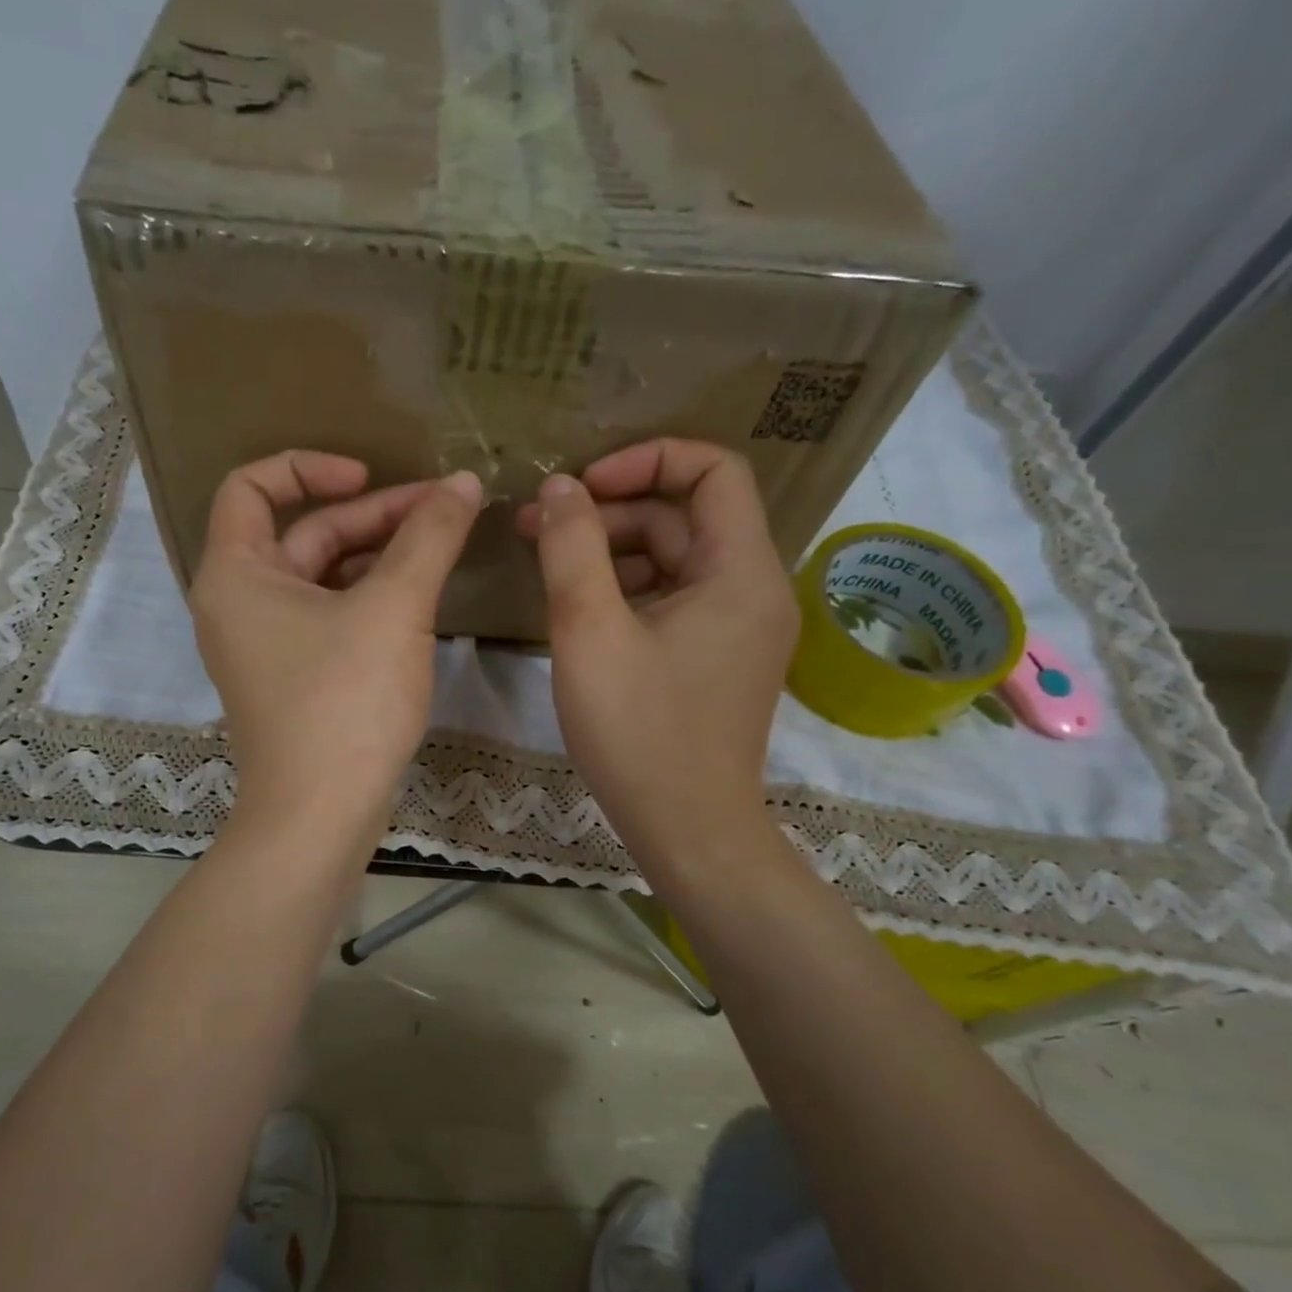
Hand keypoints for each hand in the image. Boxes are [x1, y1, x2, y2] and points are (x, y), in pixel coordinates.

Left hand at [190, 451, 482, 829]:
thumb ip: (429, 537)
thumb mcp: (394, 609)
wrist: (320, 816)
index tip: (369, 476)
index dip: (310, 466)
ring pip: (322, 577)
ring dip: (378, 555)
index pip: (253, 485)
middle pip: (303, 532)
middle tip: (443, 508)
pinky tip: (420, 596)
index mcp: (236, 573)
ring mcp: (266, 645)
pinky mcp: (294, 678)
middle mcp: (239, 603)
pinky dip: (369, 597)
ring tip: (441, 544)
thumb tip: (463, 483)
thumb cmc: (345, 703)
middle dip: (373, 515)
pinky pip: (329, 616)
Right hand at [517, 439, 798, 879]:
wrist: (687, 831)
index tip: (581, 487)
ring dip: (613, 552)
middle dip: (610, 512)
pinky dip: (628, 591)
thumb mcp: (590, 631)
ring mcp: (739, 628)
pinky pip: (675, 599)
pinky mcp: (719, 658)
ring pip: (675, 560)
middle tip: (536, 528)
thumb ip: (572, 548)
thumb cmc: (639, 732)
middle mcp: (754, 589)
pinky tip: (581, 611)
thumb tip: (559, 489)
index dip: (645, 460)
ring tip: (549, 568)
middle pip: (685, 516)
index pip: (713, 470)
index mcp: (741, 572)